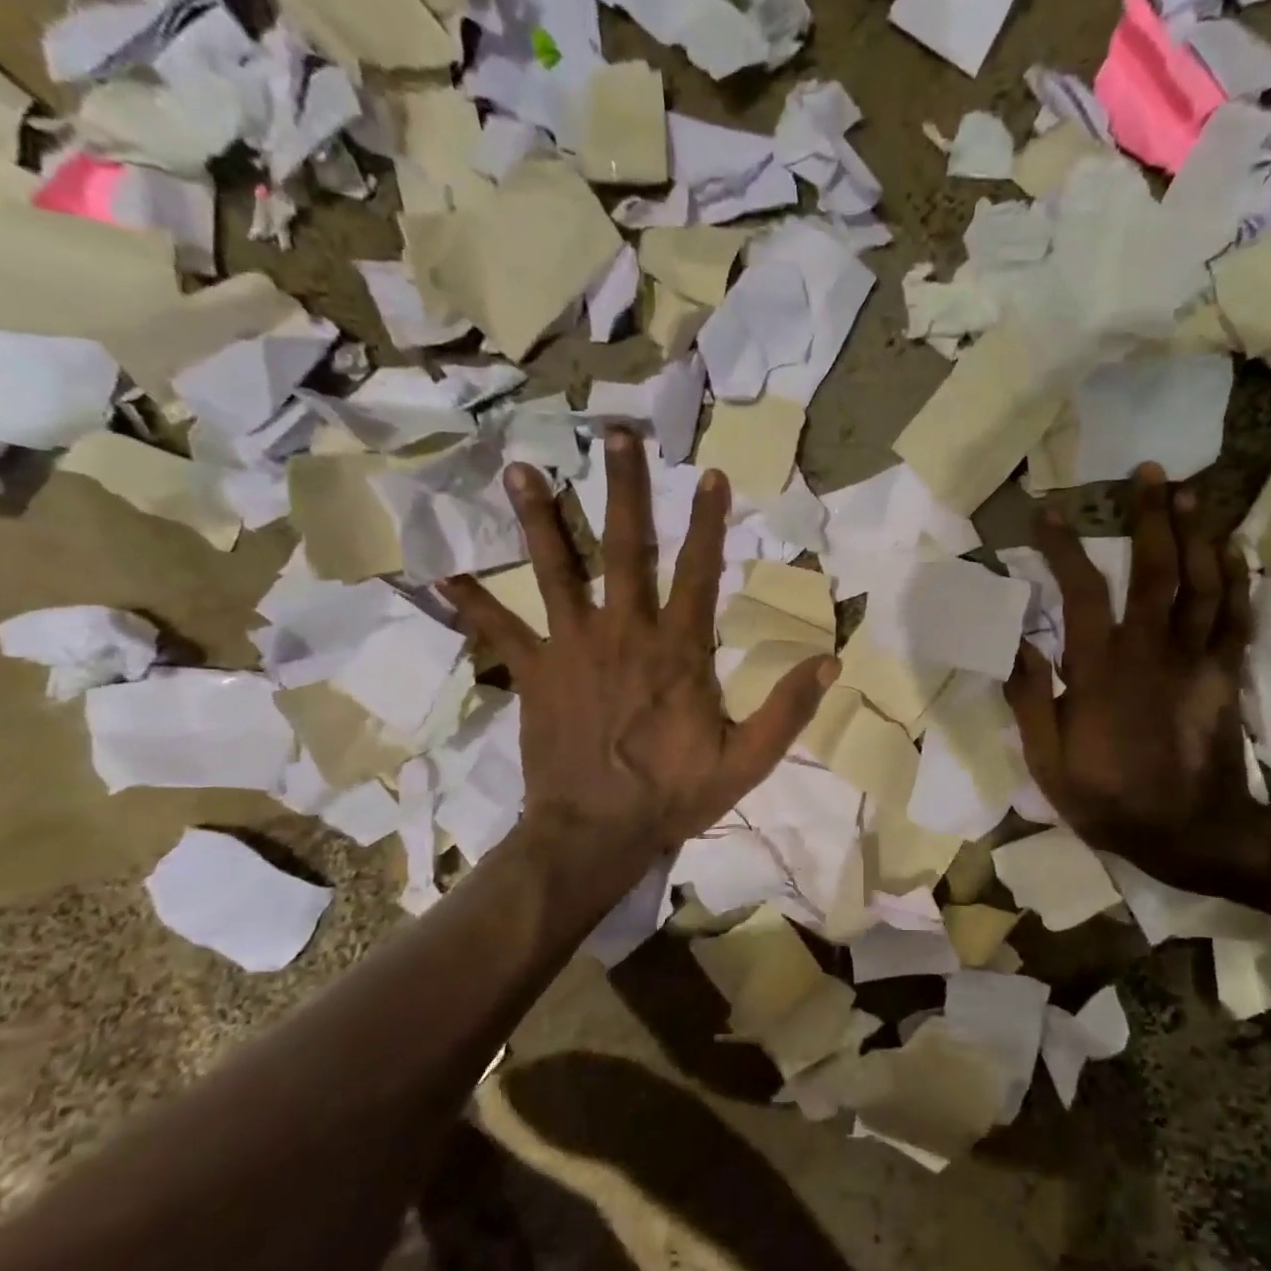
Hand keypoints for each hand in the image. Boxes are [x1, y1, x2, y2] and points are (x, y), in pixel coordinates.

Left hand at [443, 430, 836, 888]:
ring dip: (540, 520)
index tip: (711, 474)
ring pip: (556, 572)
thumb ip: (788, 709)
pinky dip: (471, 602)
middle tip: (615, 435)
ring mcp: (572, 648)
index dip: (709, 523)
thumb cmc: (673, 795)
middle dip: (624, 490)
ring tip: (519, 469)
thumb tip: (831, 662)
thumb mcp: (747, 760)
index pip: (700, 572)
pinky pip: (499, 631)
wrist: (595, 834)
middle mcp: (624, 633)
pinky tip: (440, 572)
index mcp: (678, 651)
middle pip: (626, 549)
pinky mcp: (534, 673)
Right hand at [1005, 464, 1258, 867]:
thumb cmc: (1109, 799)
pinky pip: (1235, 616)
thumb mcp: (1048, 762)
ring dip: (1198, 533)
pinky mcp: (1224, 674)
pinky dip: (1237, 578)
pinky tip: (1231, 548)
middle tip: (1150, 472)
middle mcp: (1151, 651)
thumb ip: (1031, 700)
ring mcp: (1196, 660)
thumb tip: (1016, 644)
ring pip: (1203, 583)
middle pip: (1157, 570)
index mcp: (1101, 671)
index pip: (1081, 594)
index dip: (1064, 549)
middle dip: (1152, 516)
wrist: (1191, 834)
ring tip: (1192, 493)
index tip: (1048, 513)